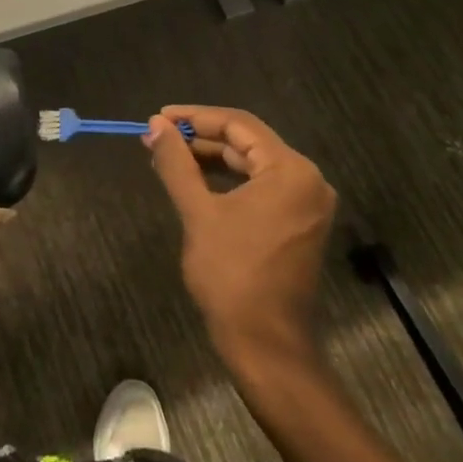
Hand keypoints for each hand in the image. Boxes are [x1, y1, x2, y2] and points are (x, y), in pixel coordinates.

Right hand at [144, 106, 336, 369]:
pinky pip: (260, 186)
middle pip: (247, 142)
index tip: (158, 118)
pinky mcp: (298, 223)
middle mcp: (307, 180)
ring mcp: (306, 203)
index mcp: (290, 171)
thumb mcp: (198, 212)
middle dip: (200, 137)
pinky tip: (195, 181)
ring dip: (211, 158)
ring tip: (169, 156)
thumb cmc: (232, 275)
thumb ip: (177, 162)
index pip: (238, 125)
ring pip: (252, 163)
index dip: (195, 116)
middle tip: (158, 137)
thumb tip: (155, 125)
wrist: (266, 345)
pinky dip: (227, 180)